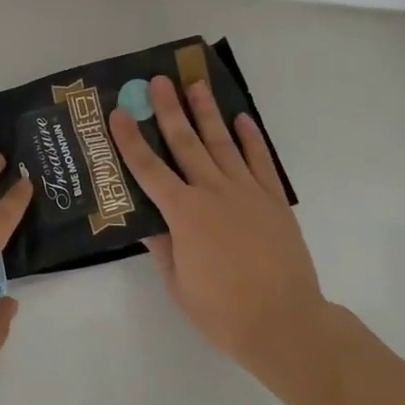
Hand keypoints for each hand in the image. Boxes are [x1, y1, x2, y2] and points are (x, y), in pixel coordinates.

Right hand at [111, 76, 326, 389]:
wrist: (285, 324)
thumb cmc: (222, 311)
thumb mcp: (178, 283)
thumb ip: (161, 246)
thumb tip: (143, 219)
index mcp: (184, 213)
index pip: (148, 169)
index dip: (130, 140)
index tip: (119, 112)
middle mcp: (212, 192)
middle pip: (185, 142)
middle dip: (169, 109)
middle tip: (158, 80)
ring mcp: (247, 192)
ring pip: (222, 143)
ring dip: (207, 112)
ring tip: (196, 84)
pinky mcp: (274, 200)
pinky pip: (260, 160)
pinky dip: (251, 138)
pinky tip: (242, 118)